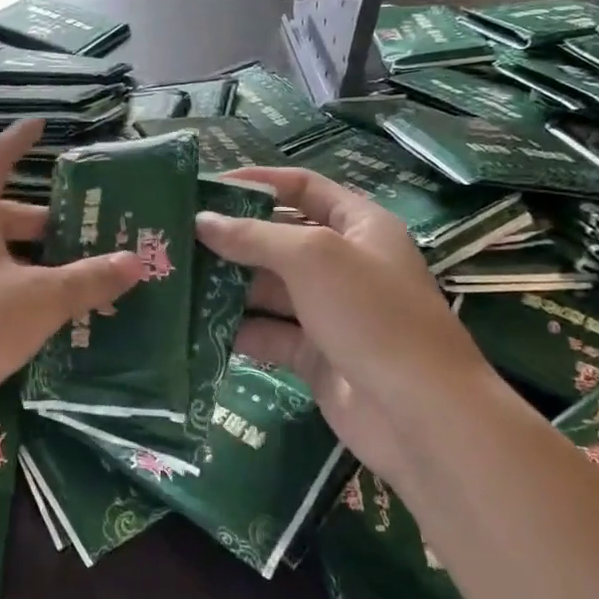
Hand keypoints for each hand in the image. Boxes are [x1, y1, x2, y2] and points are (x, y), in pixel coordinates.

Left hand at [0, 119, 143, 416]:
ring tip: (77, 282)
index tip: (41, 125)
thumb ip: (86, 280)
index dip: (19, 140)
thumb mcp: (35, 301)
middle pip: (2, 216)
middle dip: (46, 224)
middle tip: (89, 235)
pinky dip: (13, 296)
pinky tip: (39, 323)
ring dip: (33, 266)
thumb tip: (135, 260)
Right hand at [195, 167, 500, 479]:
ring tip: (178, 279)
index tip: (206, 188)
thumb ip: (253, 236)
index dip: (257, 182)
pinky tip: (199, 326)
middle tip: (178, 238)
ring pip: (269, 288)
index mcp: (359, 226)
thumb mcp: (312, 258)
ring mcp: (330, 311)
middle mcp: (345, 263)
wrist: (420, 415)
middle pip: (279, 238)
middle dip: (233, 238)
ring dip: (229, 284)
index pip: (303, 187)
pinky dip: (239, 328)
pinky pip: (269, 332)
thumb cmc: (371, 315)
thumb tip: (201, 221)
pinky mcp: (315, 354)